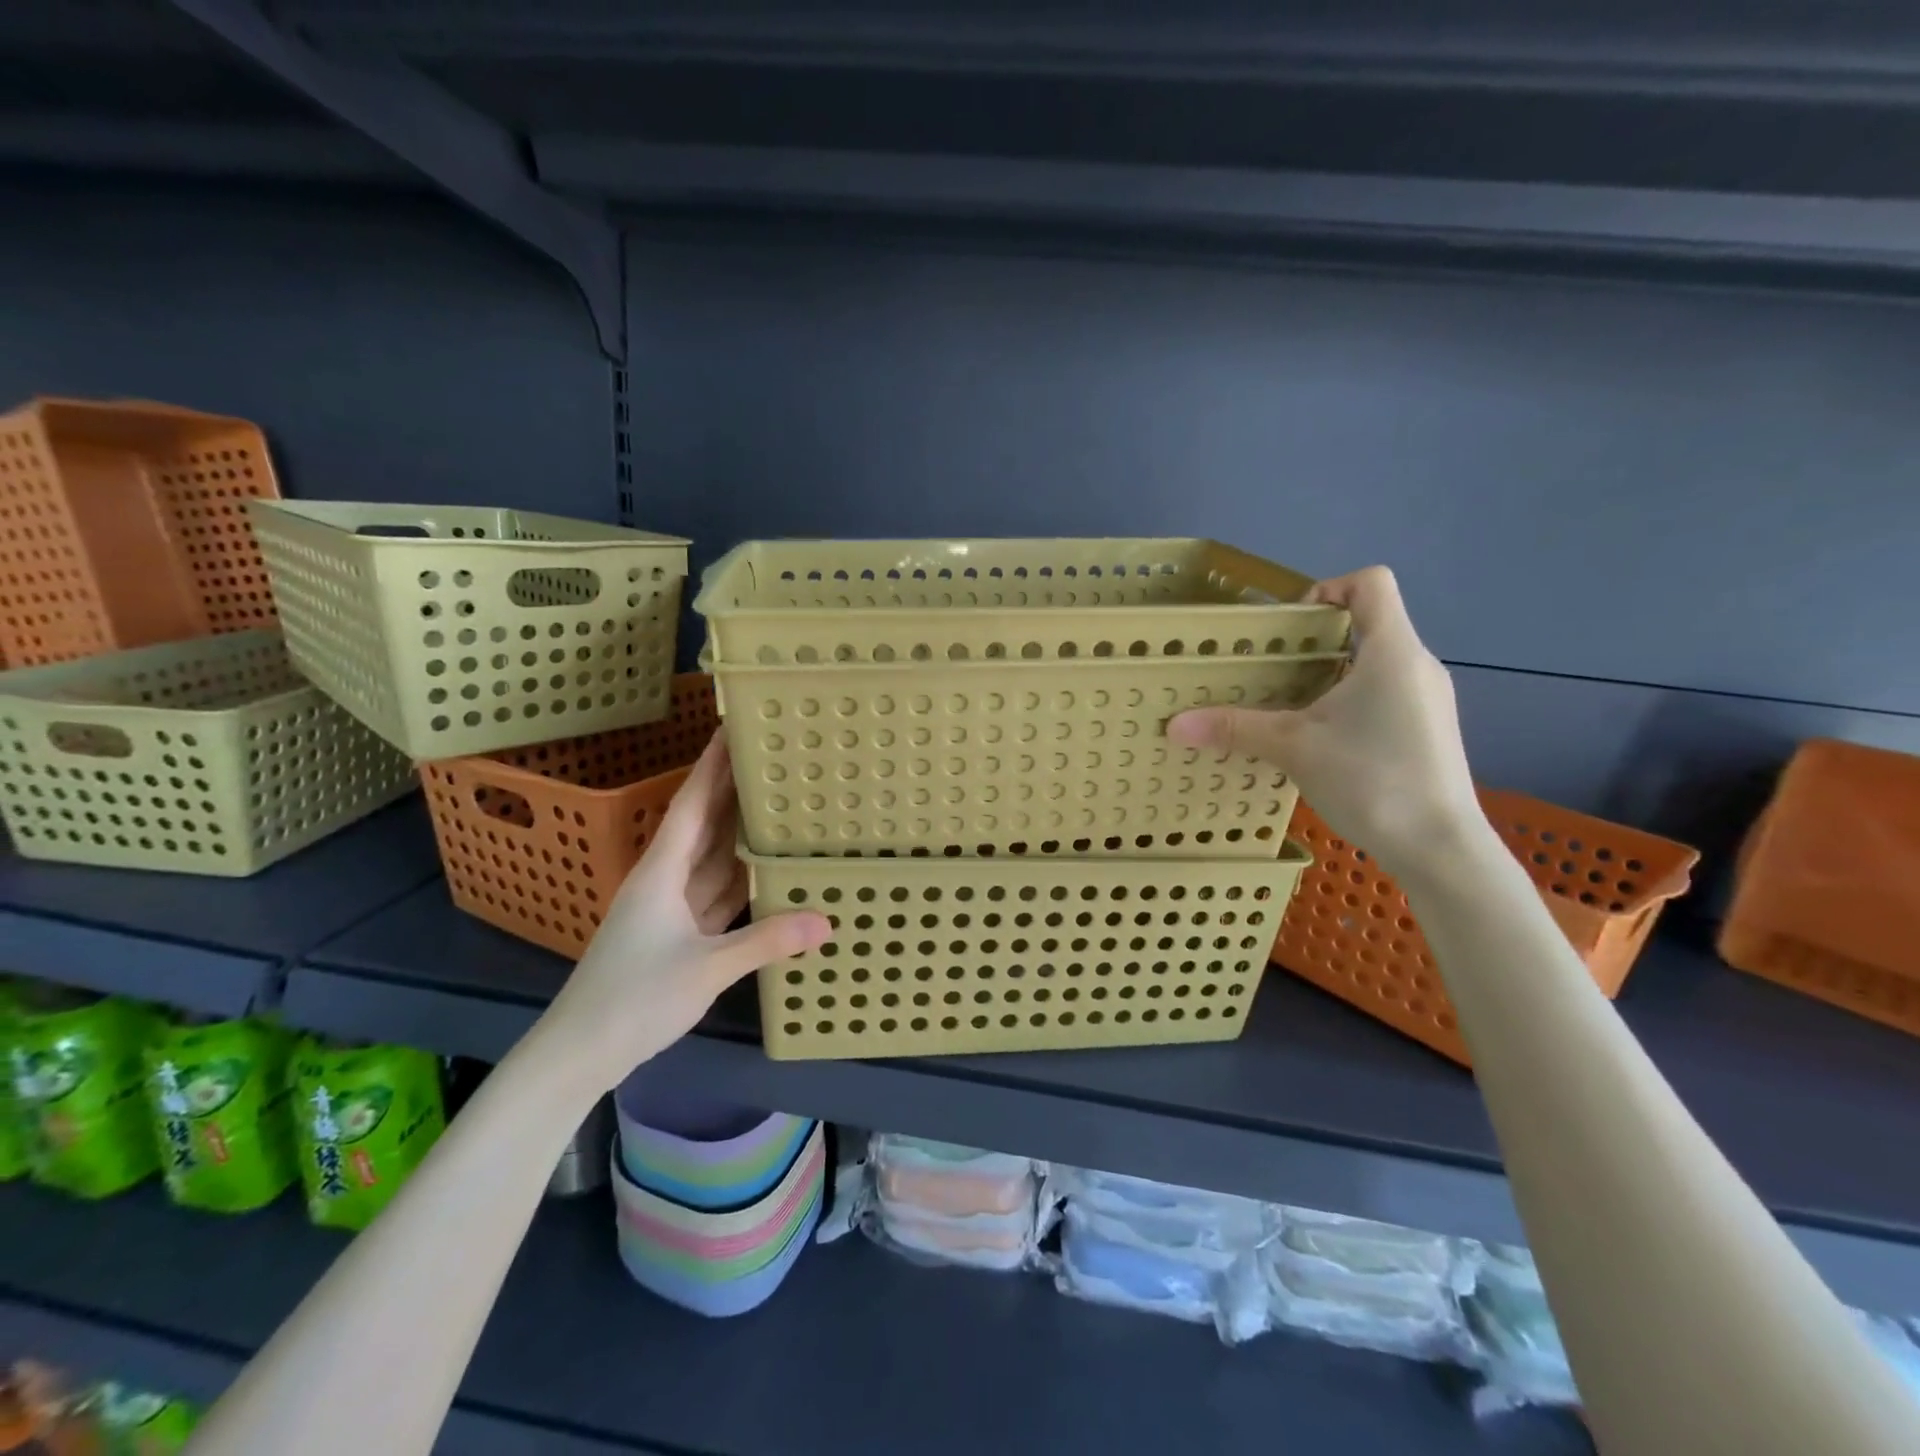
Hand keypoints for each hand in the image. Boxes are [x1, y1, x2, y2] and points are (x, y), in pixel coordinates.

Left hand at [539, 731, 830, 1092]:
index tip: (732, 727)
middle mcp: (665, 879)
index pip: (691, 804)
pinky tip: (766, 866)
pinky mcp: (679, 934)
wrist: (581, 1051)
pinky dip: (741, 877)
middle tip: (770, 756)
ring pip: (712, 857)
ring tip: (777, 801)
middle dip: (731, 789)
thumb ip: (765, 941)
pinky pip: (717, 892)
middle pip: (704, 823)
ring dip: (738, 830)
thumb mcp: (706, 968)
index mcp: (662, 872)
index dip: (711, 766)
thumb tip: (826, 921)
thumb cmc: (634, 997)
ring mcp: (671, 908)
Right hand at [1168, 566, 1481, 878]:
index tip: (1290, 627)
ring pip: (1375, 663)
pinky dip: (1351, 701)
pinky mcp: (1431, 729)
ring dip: (1331, 674)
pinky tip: (1324, 739)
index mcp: (1391, 651)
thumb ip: (1234, 729)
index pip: (1371, 583)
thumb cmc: (1371, 779)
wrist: (1440, 847)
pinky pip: (1387, 693)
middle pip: (1368, 624)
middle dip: (1316, 640)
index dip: (1328, 588)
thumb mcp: (1292, 748)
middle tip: (1273, 670)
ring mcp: (1430, 698)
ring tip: (1291, 707)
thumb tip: (1174, 725)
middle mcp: (1418, 664)